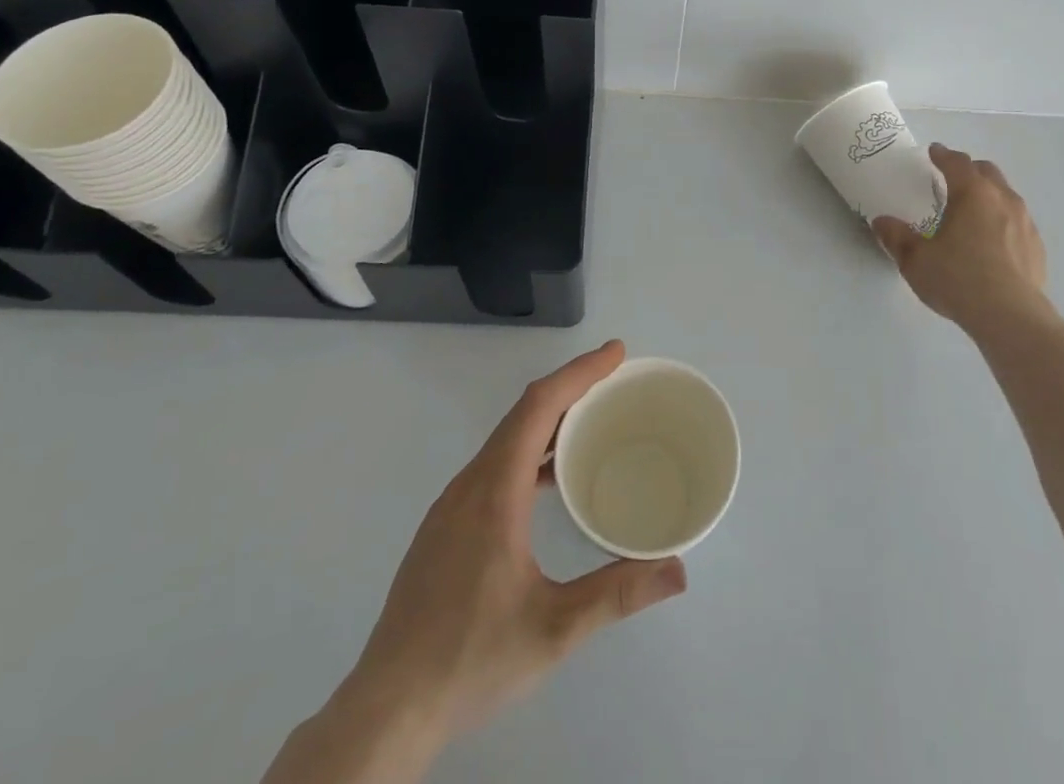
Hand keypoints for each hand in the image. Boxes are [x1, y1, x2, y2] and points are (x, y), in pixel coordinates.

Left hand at [263, 342, 686, 783]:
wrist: (386, 710)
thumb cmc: (470, 659)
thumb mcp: (554, 629)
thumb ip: (617, 593)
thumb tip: (677, 570)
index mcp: (494, 491)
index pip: (539, 406)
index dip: (580, 372)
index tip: (616, 353)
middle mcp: (469, 484)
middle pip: (522, 414)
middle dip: (570, 387)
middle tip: (614, 380)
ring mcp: (451, 506)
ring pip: (505, 439)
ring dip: (548, 419)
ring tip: (590, 422)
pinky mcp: (444, 528)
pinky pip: (493, 465)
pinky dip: (528, 449)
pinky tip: (547, 481)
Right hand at [873, 144, 1054, 335]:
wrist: (1011, 317)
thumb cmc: (958, 279)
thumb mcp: (915, 260)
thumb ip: (896, 237)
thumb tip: (881, 222)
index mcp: (972, 193)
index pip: (957, 162)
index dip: (943, 155)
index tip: (934, 152)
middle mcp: (1002, 199)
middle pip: (987, 172)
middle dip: (969, 170)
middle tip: (952, 179)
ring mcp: (1025, 223)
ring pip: (1006, 195)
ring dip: (989, 195)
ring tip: (972, 212)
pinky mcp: (1037, 247)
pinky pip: (1018, 222)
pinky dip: (1003, 221)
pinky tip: (992, 243)